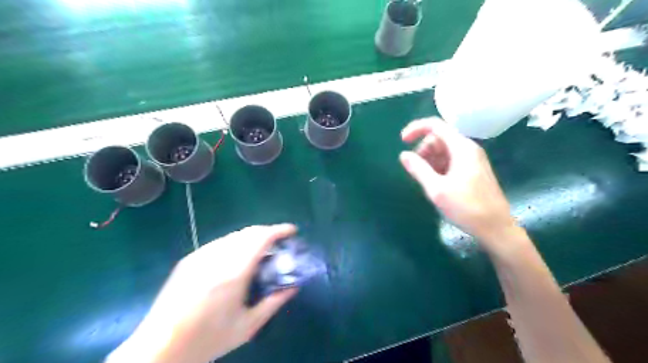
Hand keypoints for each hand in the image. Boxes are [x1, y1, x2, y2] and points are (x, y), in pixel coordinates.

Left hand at [106, 224, 296, 362]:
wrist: (158, 348)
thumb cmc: (207, 340)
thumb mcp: (247, 326)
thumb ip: (273, 302)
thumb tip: (293, 287)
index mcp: (234, 272)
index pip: (261, 238)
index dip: (279, 230)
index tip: (291, 231)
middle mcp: (217, 257)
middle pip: (248, 232)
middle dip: (267, 232)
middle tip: (278, 243)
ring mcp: (201, 256)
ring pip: (234, 235)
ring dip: (252, 237)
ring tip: (260, 251)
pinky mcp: (190, 259)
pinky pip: (220, 243)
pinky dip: (235, 243)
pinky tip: (236, 259)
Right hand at [401, 117, 516, 247]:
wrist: (496, 229)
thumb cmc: (466, 208)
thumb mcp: (437, 190)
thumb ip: (418, 169)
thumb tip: (403, 155)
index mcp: (461, 148)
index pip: (435, 125)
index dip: (416, 129)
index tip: (401, 141)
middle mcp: (468, 149)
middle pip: (439, 138)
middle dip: (423, 149)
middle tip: (415, 170)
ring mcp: (472, 160)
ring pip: (444, 150)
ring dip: (429, 160)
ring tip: (426, 180)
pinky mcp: (473, 171)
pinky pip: (451, 160)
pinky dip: (438, 167)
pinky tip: (436, 184)